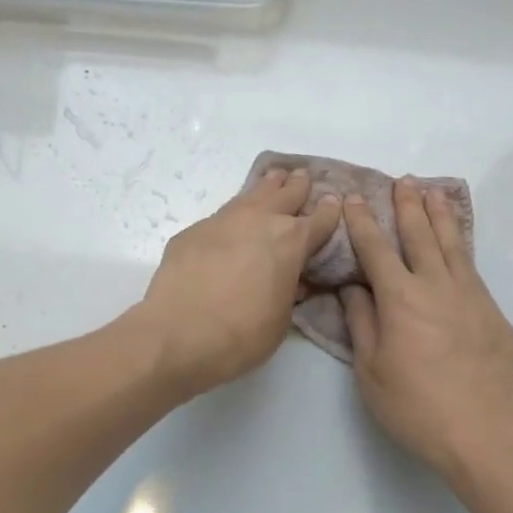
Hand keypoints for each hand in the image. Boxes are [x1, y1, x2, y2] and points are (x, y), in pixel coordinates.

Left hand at [136, 167, 342, 394]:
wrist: (178, 335)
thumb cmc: (241, 335)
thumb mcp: (281, 319)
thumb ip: (289, 291)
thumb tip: (290, 279)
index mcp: (291, 241)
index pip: (320, 219)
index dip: (330, 212)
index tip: (334, 203)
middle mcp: (259, 220)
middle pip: (285, 193)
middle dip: (297, 186)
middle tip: (303, 178)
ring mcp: (222, 221)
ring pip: (250, 195)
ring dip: (266, 188)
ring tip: (273, 179)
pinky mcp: (192, 232)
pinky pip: (220, 217)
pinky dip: (233, 216)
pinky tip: (232, 224)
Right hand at [339, 178, 512, 483]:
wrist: (480, 432)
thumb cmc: (414, 405)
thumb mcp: (370, 369)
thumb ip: (361, 322)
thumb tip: (353, 287)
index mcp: (401, 299)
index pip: (377, 250)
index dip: (364, 222)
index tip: (356, 199)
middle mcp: (437, 287)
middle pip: (421, 236)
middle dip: (409, 206)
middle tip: (404, 181)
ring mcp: (471, 297)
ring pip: (454, 246)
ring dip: (441, 216)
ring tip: (435, 192)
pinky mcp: (493, 314)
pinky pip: (473, 271)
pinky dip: (462, 249)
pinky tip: (458, 246)